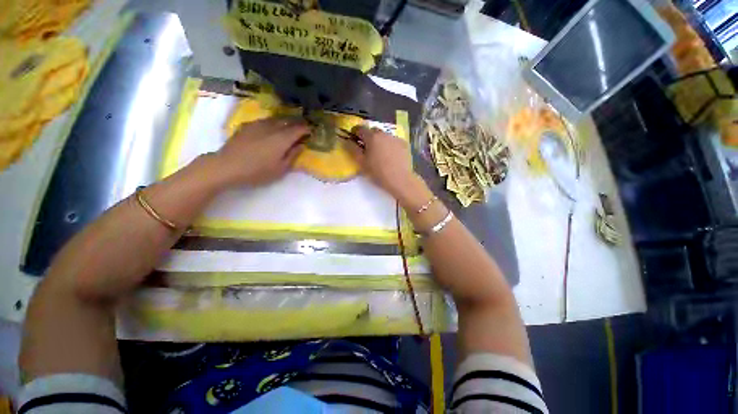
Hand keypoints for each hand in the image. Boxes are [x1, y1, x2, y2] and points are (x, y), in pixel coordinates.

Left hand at [217, 117, 309, 186]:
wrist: (227, 166)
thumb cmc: (258, 171)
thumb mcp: (281, 169)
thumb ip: (293, 155)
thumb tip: (301, 145)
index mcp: (282, 138)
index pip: (299, 129)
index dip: (306, 129)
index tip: (311, 131)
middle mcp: (272, 127)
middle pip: (288, 120)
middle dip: (297, 123)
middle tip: (302, 128)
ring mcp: (258, 124)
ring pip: (276, 119)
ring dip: (285, 122)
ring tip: (288, 127)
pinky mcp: (247, 125)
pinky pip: (264, 120)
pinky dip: (272, 123)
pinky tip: (270, 129)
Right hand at [345, 126, 416, 197]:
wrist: (400, 180)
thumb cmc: (378, 172)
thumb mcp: (361, 163)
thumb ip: (352, 149)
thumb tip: (347, 140)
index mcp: (372, 137)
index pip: (360, 128)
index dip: (355, 133)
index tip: (354, 141)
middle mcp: (384, 133)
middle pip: (373, 131)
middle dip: (368, 138)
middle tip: (367, 150)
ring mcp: (395, 138)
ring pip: (384, 136)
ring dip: (380, 142)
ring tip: (380, 155)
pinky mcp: (403, 144)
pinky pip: (393, 141)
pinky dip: (390, 146)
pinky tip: (391, 157)